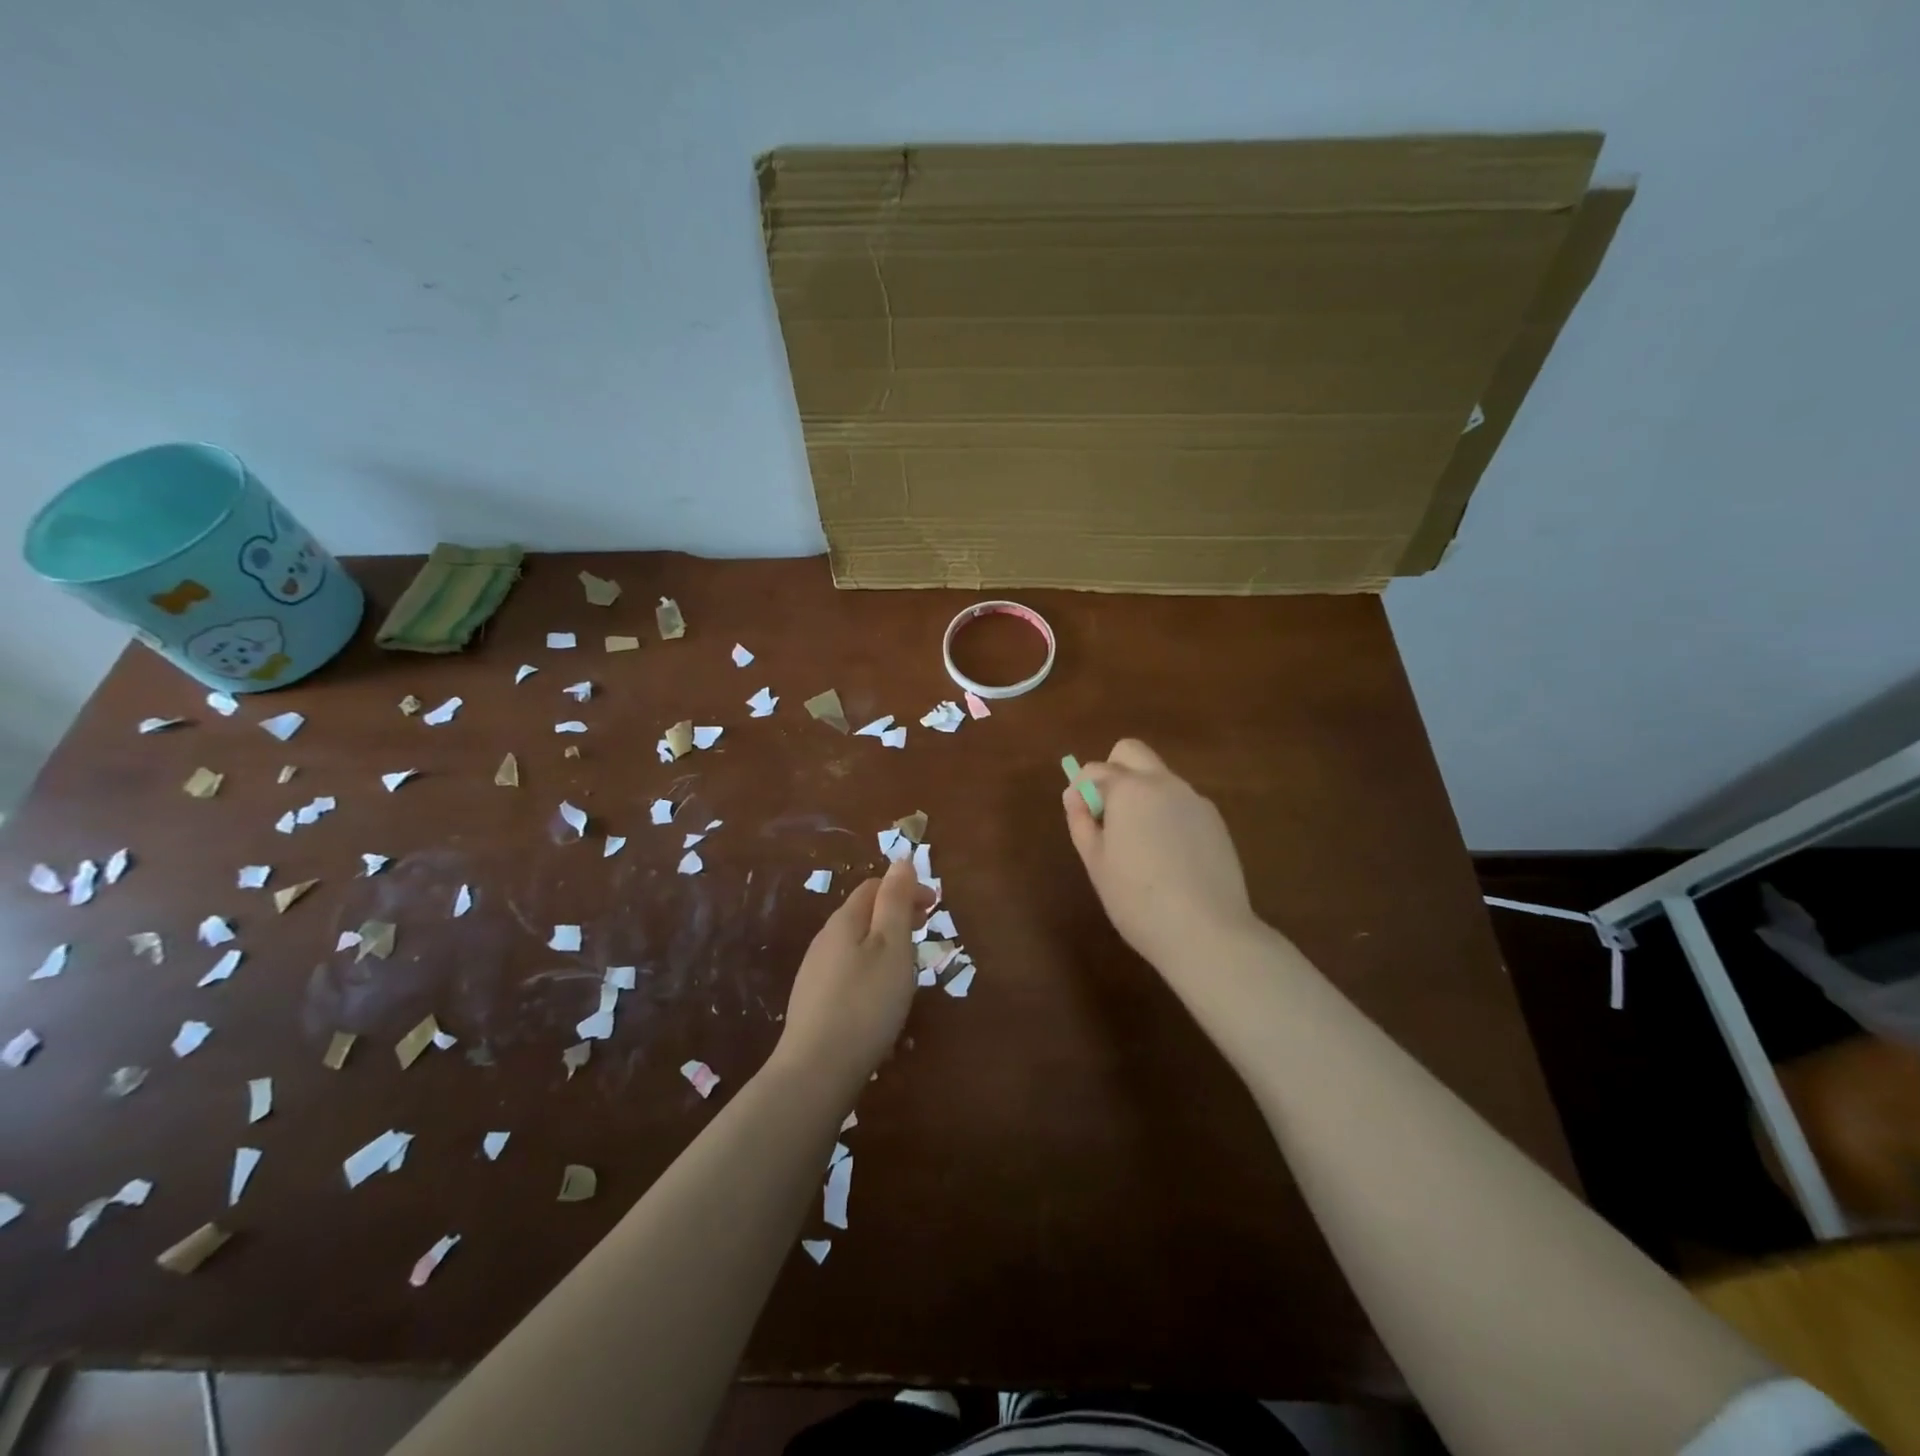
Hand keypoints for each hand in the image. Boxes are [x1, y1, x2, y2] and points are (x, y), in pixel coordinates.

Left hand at [771, 858, 933, 1091]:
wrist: (816, 1070)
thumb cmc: (865, 1002)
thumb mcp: (892, 946)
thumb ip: (896, 902)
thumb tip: (901, 861)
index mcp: (844, 921)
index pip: (874, 887)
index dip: (906, 889)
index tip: (935, 907)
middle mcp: (825, 940)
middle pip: (863, 914)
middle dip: (896, 914)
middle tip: (925, 931)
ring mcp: (815, 972)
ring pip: (855, 944)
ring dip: (884, 943)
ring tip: (908, 965)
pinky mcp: (814, 1002)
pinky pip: (847, 970)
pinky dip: (871, 968)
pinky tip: (880, 996)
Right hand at [1063, 739, 1259, 972]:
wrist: (1207, 932)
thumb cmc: (1138, 899)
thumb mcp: (1096, 863)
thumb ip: (1081, 822)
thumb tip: (1074, 795)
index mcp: (1129, 789)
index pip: (1095, 769)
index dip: (1081, 790)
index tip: (1082, 819)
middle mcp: (1164, 783)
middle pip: (1132, 752)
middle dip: (1113, 771)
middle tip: (1108, 815)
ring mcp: (1195, 800)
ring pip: (1160, 778)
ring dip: (1142, 795)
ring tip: (1141, 845)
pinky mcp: (1216, 822)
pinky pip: (1182, 803)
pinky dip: (1167, 815)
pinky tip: (1170, 857)